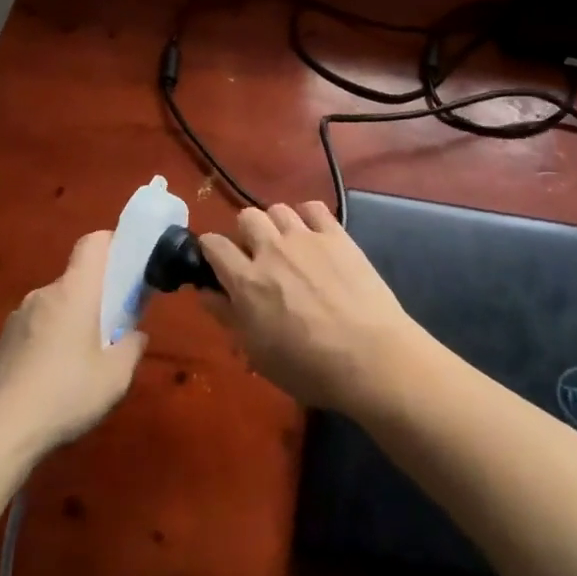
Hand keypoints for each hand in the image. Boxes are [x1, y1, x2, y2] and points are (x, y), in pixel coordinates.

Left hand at [0, 231, 147, 456]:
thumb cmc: (66, 393)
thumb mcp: (116, 377)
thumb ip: (132, 347)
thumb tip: (135, 335)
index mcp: (75, 291)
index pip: (93, 243)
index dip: (113, 245)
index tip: (128, 268)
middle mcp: (44, 293)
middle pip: (76, 279)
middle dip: (96, 297)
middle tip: (112, 330)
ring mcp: (18, 317)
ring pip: (55, 306)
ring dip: (71, 322)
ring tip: (80, 362)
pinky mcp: (2, 342)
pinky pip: (35, 328)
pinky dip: (49, 341)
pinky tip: (52, 379)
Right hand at [199, 202, 425, 413]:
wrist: (370, 358)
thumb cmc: (309, 368)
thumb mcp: (257, 353)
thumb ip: (227, 317)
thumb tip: (206, 292)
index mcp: (247, 280)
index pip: (213, 244)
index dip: (210, 250)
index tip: (216, 263)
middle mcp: (272, 249)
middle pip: (246, 217)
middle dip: (245, 233)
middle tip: (256, 258)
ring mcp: (306, 238)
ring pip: (278, 208)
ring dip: (276, 225)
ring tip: (287, 246)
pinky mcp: (337, 235)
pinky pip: (313, 207)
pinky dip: (307, 216)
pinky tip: (313, 235)